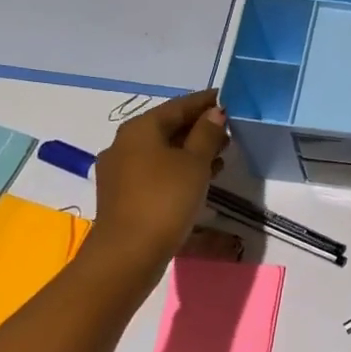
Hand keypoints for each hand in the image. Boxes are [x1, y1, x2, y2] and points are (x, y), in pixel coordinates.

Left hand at [85, 90, 228, 271]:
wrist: (128, 253)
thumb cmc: (165, 199)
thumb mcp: (195, 163)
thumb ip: (207, 134)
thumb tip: (215, 112)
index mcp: (140, 129)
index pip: (179, 105)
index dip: (206, 102)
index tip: (228, 98)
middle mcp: (124, 144)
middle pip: (168, 127)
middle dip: (199, 128)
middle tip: (230, 131)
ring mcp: (120, 171)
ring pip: (162, 151)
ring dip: (191, 151)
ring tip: (221, 157)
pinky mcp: (123, 194)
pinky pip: (155, 171)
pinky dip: (178, 169)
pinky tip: (199, 180)